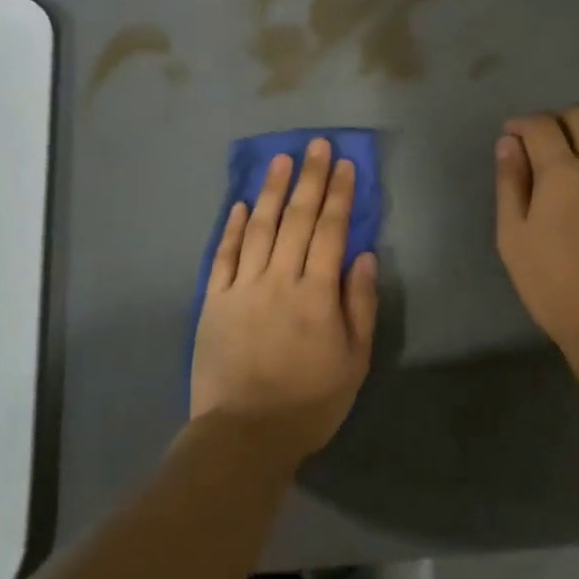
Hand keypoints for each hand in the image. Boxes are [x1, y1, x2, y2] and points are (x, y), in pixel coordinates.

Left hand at [191, 139, 378, 464]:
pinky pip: (223, 255)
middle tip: (316, 145)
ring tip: (281, 161)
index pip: (331, 231)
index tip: (345, 164)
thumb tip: (363, 255)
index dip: (339, 194)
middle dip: (310, 179)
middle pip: (297, 219)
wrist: (244, 433)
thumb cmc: (310, 401)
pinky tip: (240, 204)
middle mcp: (279, 279)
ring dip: (272, 191)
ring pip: (260, 228)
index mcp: (317, 293)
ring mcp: (242, 287)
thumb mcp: (354, 361)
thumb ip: (359, 304)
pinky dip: (232, 227)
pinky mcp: (214, 300)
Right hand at [496, 107, 578, 413]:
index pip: (542, 126)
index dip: (522, 123)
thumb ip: (510, 184)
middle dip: (557, 119)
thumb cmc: (552, 283)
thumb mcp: (514, 236)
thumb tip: (509, 144)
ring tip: (572, 157)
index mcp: (562, 173)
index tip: (511, 134)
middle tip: (540, 141)